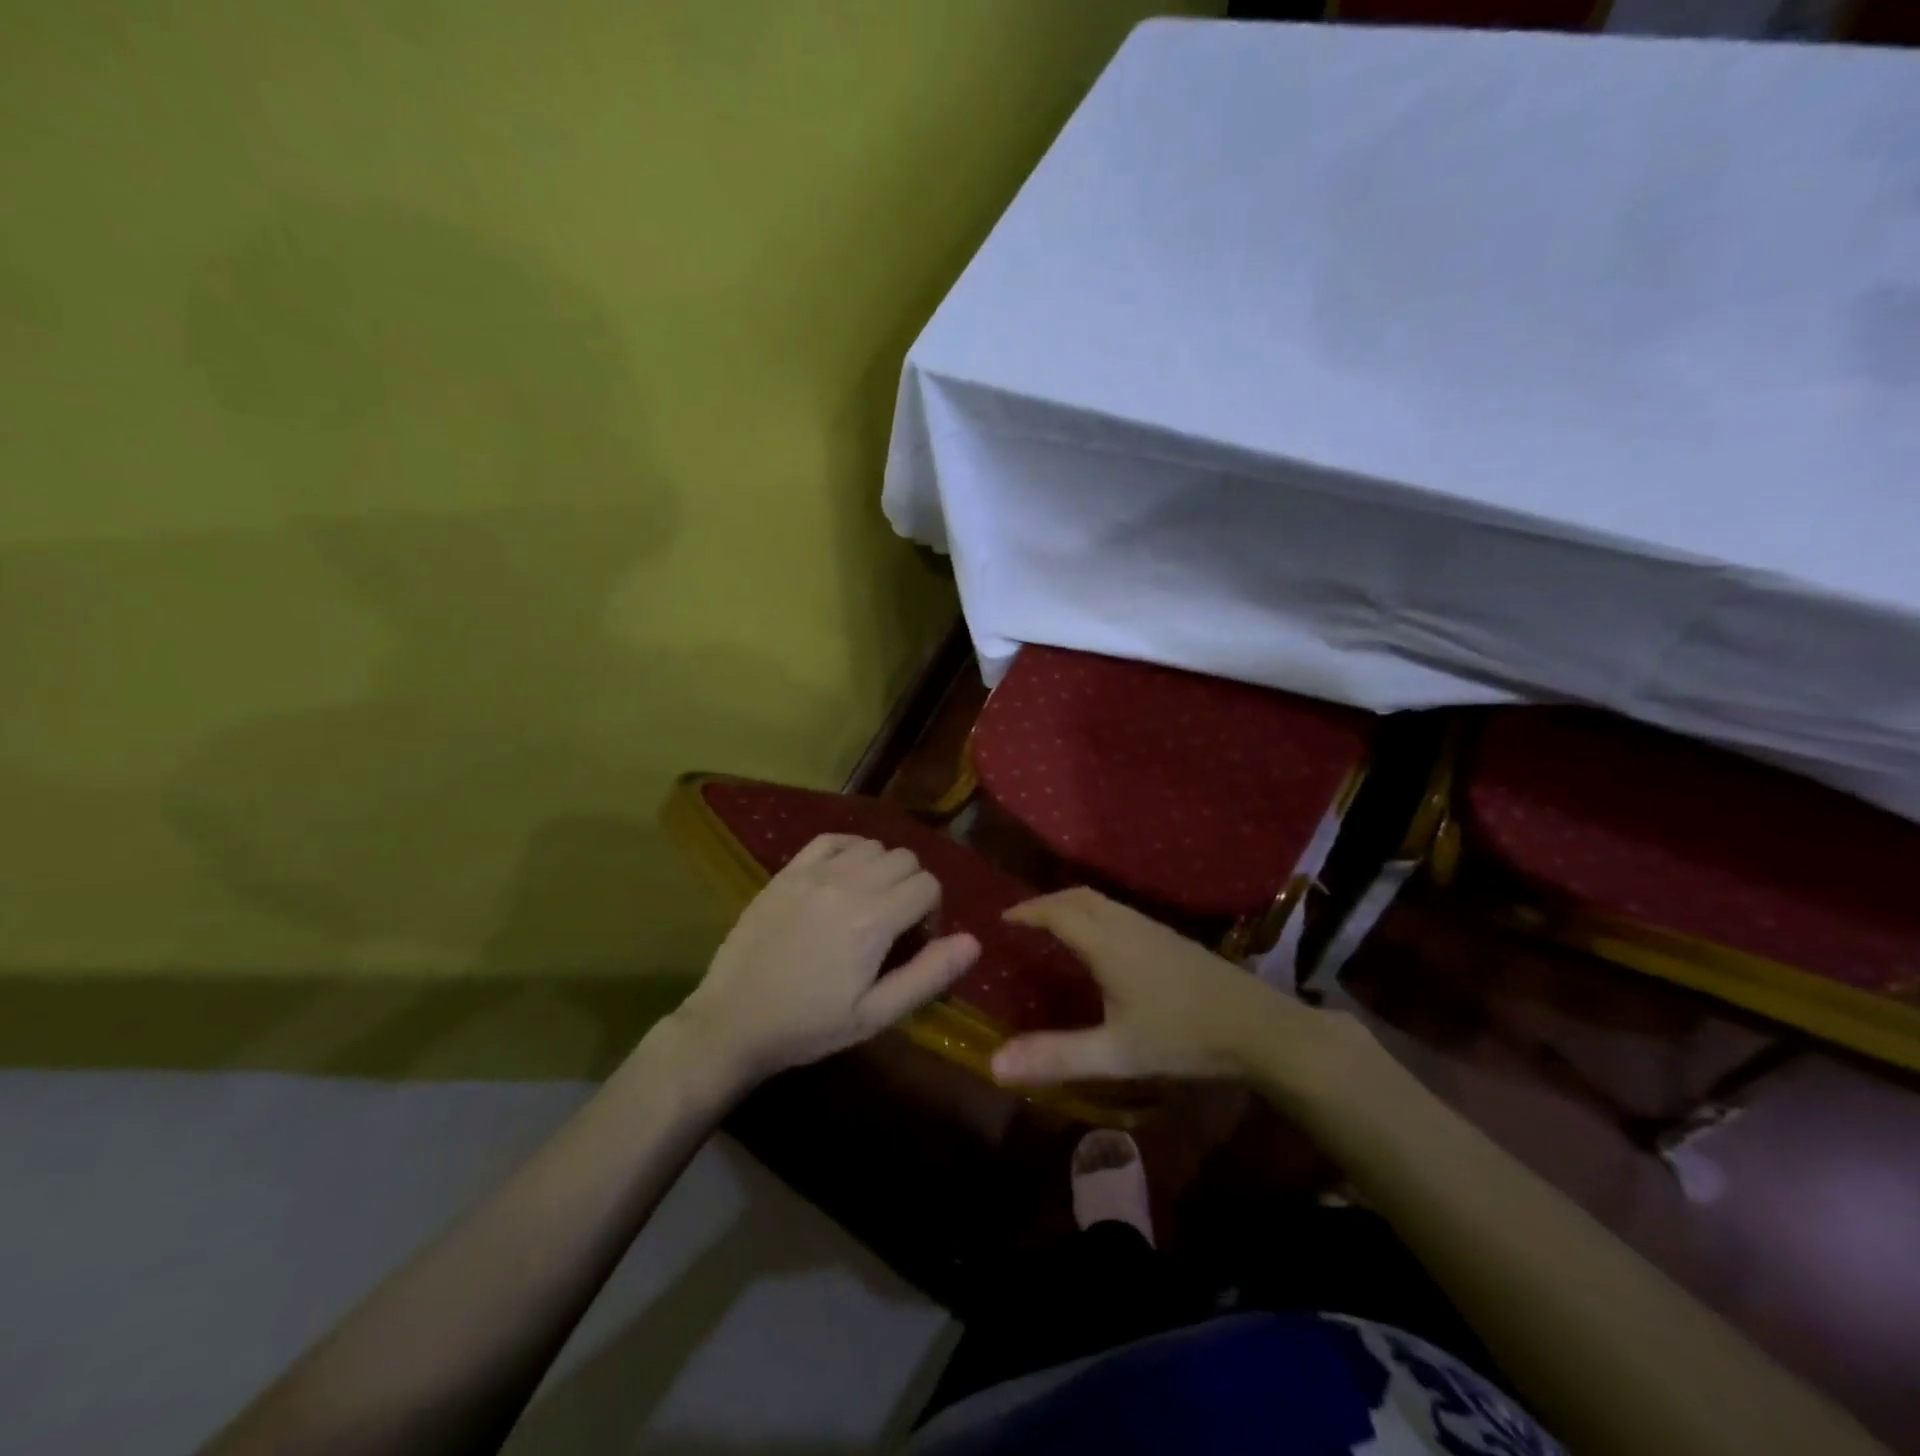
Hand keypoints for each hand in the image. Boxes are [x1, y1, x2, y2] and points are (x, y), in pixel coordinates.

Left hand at [671, 834, 980, 1084]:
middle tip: (893, 925)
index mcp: (873, 921)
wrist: (733, 1021)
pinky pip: (833, 839)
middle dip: (912, 887)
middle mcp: (847, 884)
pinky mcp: (787, 871)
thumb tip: (973, 941)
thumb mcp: (875, 1015)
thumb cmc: (809, 1025)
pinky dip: (850, 850)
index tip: (913, 942)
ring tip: (867, 903)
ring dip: (882, 869)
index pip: (928, 886)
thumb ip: (928, 975)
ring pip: (873, 845)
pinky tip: (844, 877)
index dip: (931, 913)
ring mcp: (814, 873)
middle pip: (906, 859)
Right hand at [989, 888, 1373, 1095]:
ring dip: (1072, 906)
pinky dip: (1095, 915)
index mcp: (1108, 943)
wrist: (1261, 1029)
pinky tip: (1101, 945)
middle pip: (1080, 897)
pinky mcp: (1173, 940)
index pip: (1058, 912)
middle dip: (1047, 902)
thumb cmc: (1184, 1038)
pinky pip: (1120, 913)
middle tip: (1023, 921)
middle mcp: (1128, 925)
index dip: (1028, 911)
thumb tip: (993, 1063)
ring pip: (1103, 902)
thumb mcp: (1116, 1053)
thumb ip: (1056, 1056)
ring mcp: (1154, 929)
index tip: (1002, 919)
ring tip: (1054, 928)